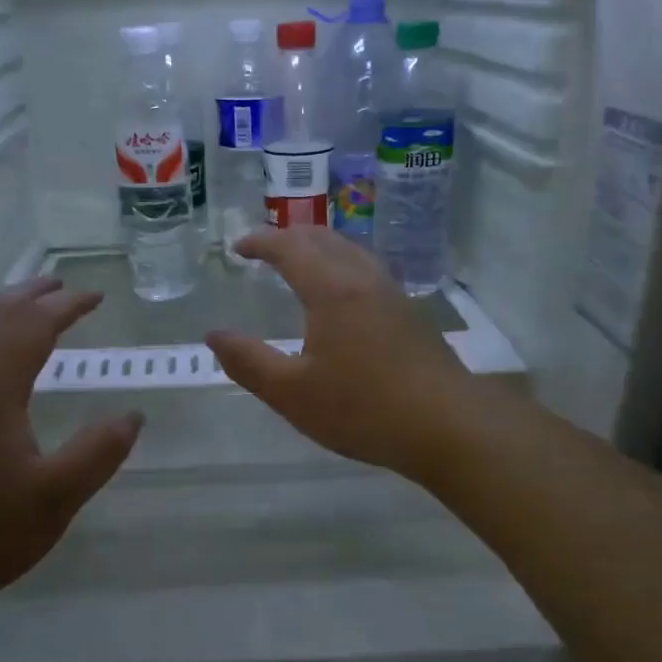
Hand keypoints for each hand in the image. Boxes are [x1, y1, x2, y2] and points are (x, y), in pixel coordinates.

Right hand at [207, 228, 477, 480]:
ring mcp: (393, 294)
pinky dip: (343, 265)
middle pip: (324, 239)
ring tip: (301, 263)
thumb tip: (214, 335)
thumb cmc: (362, 408)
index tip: (238, 248)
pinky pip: (368, 271)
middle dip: (290, 236)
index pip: (290, 247)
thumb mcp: (292, 393)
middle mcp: (363, 280)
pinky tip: (343, 295)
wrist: (447, 425)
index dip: (261, 242)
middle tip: (265, 248)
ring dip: (320, 247)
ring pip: (352, 251)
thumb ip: (248, 362)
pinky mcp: (411, 314)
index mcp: (331, 290)